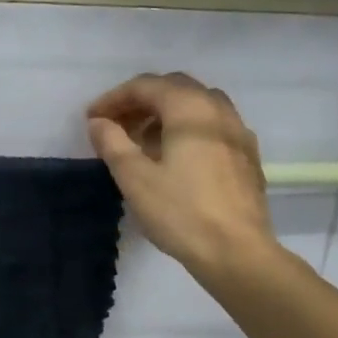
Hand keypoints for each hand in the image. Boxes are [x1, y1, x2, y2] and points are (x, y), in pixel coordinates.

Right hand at [86, 72, 280, 279]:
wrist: (237, 252)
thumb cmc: (180, 213)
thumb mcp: (135, 179)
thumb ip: (113, 143)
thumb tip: (99, 122)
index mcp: (190, 109)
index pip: (146, 86)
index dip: (114, 98)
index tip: (91, 119)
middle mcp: (218, 110)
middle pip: (174, 89)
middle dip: (140, 102)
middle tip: (115, 126)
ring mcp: (238, 132)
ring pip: (196, 106)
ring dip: (164, 114)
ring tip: (142, 141)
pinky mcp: (246, 156)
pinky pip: (212, 127)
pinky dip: (186, 129)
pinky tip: (174, 158)